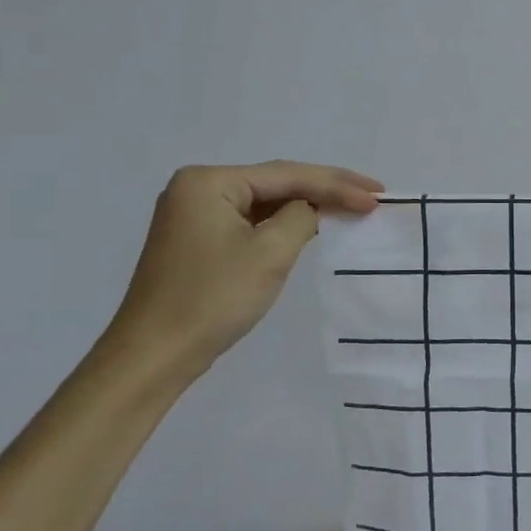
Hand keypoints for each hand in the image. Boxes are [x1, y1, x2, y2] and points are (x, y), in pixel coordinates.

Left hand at [104, 161, 383, 376]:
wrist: (154, 356)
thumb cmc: (212, 299)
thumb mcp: (269, 253)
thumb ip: (301, 217)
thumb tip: (312, 208)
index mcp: (209, 182)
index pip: (287, 175)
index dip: (337, 184)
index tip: (377, 195)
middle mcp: (198, 188)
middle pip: (276, 182)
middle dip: (326, 188)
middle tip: (372, 194)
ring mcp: (195, 214)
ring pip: (266, 202)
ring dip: (308, 205)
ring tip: (353, 205)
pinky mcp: (198, 239)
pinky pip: (251, 221)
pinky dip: (284, 223)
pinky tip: (313, 224)